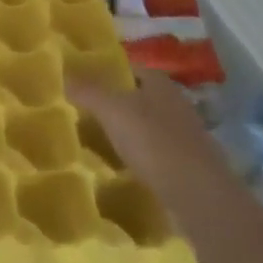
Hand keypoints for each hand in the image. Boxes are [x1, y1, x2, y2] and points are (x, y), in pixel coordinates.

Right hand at [69, 70, 222, 216]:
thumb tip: (64, 73)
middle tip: (88, 113)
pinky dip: (143, 157)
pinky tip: (125, 168)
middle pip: (142, 97)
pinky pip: (159, 153)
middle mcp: (177, 104)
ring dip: (131, 132)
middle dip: (119, 103)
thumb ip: (88, 90)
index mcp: (161, 84)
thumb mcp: (112, 110)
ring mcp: (187, 136)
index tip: (86, 83)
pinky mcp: (190, 165)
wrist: (198, 194)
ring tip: (101, 142)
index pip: (132, 69)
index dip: (110, 73)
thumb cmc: (153, 141)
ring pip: (151, 126)